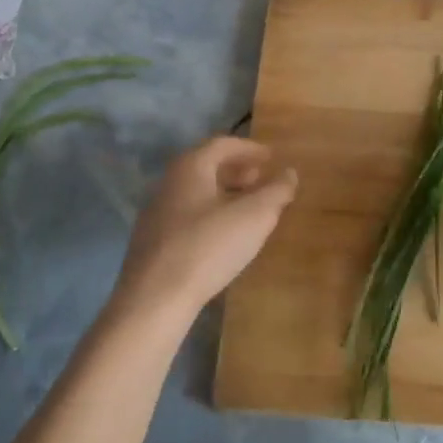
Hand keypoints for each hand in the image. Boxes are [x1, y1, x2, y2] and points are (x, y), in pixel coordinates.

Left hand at [110, 137, 297, 325]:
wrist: (155, 298)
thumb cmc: (209, 246)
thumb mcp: (255, 216)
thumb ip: (276, 191)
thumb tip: (289, 173)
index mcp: (190, 167)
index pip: (223, 144)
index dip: (250, 148)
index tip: (272, 157)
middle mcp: (168, 182)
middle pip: (207, 166)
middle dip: (237, 171)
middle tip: (261, 180)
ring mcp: (156, 213)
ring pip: (196, 193)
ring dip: (224, 194)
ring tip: (248, 210)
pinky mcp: (152, 242)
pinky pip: (187, 216)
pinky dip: (210, 215)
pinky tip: (224, 236)